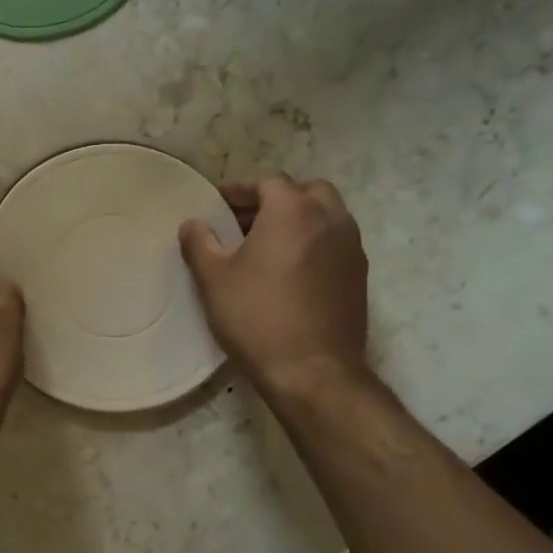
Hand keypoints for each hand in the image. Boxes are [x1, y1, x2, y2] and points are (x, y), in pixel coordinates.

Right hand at [179, 176, 371, 400]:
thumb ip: (200, 243)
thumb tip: (193, 224)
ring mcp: (351, 247)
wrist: (313, 372)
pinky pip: (335, 243)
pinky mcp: (360, 275)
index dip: (239, 190)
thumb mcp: (214, 279)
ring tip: (267, 247)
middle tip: (246, 222)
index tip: (217, 206)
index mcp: (293, 210)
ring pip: (325, 215)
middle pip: (304, 191)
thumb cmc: (257, 317)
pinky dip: (314, 243)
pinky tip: (290, 273)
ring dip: (298, 220)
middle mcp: (330, 219)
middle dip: (275, 199)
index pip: (266, 181)